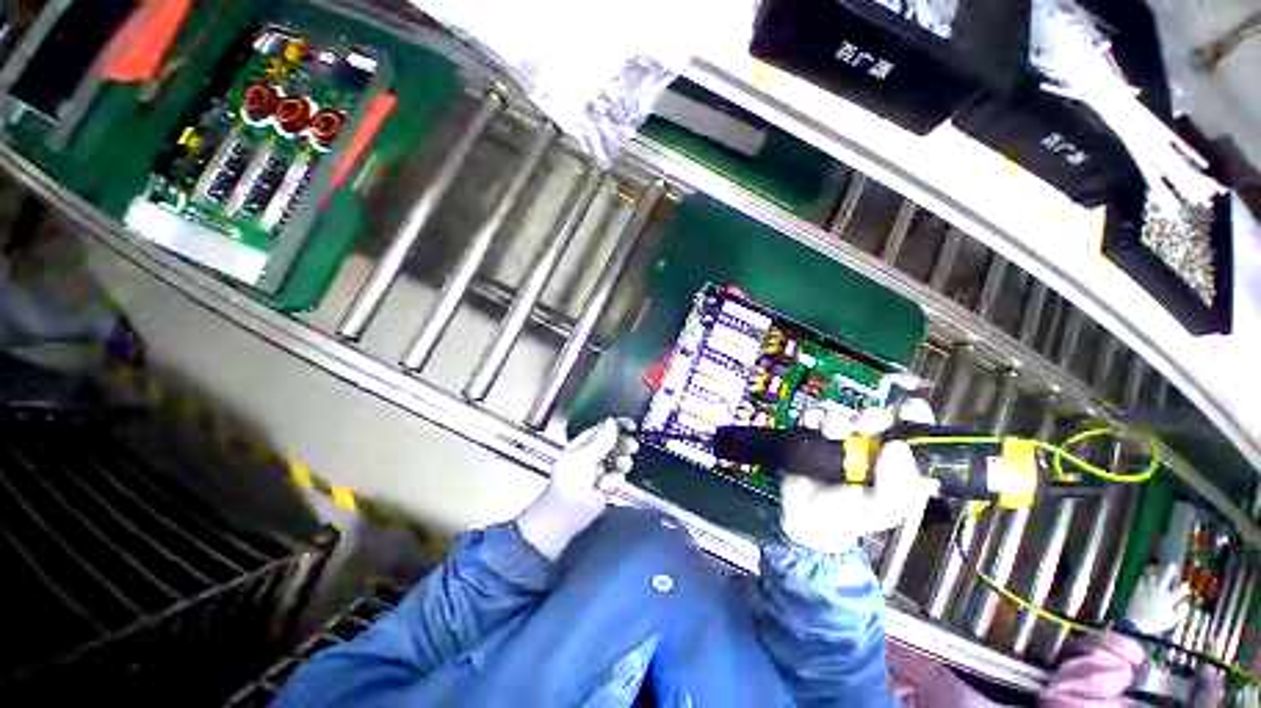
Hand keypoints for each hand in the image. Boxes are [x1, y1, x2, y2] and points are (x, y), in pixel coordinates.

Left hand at [517, 419, 638, 559]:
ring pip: (621, 459)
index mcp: (584, 444)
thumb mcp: (584, 457)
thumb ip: (601, 441)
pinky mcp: (608, 485)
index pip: (603, 429)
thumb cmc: (570, 481)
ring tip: (620, 467)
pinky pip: (619, 477)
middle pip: (616, 443)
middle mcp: (594, 454)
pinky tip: (605, 487)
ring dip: (622, 462)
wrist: (567, 514)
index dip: (617, 426)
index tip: (631, 426)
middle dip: (624, 444)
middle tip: (632, 447)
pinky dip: (614, 481)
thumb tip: (612, 422)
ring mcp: (602, 470)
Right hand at [780, 399, 938, 553]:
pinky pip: (815, 415)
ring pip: (845, 414)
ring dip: (838, 419)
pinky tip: (814, 429)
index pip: (915, 433)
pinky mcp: (814, 434)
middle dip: (872, 416)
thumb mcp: (883, 509)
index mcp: (897, 463)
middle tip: (864, 425)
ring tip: (832, 434)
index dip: (916, 417)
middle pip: (877, 417)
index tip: (909, 409)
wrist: (805, 518)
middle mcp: (870, 446)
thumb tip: (897, 446)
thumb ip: (897, 486)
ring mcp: (841, 439)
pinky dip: (814, 417)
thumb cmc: (849, 516)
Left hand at [1123, 564, 1189, 635]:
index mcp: (1169, 599)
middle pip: (1166, 576)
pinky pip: (1142, 579)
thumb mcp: (1170, 622)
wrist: (1135, 624)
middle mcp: (1159, 591)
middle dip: (1170, 570)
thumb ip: (1178, 614)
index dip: (1184, 586)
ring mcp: (1148, 589)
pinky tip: (1146, 575)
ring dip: (1156, 571)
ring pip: (1153, 575)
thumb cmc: (1154, 625)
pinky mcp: (1138, 589)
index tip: (1186, 583)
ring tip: (1157, 567)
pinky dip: (1145, 576)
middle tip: (1172, 566)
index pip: (1180, 589)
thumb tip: (1183, 607)